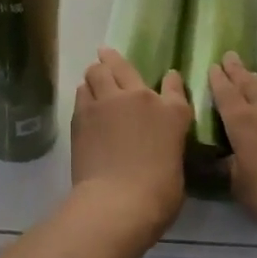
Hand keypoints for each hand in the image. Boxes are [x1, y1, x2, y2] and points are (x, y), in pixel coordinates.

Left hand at [71, 47, 192, 235]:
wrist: (118, 200)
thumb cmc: (158, 194)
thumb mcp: (174, 165)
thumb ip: (166, 143)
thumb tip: (156, 142)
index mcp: (172, 113)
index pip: (174, 86)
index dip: (171, 81)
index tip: (169, 77)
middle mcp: (140, 97)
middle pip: (122, 66)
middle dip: (114, 60)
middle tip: (106, 56)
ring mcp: (108, 102)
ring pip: (96, 71)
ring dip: (96, 74)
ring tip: (93, 79)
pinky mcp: (83, 113)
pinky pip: (82, 92)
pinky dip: (84, 93)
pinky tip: (85, 101)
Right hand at [209, 52, 256, 243]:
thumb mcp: (241, 187)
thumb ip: (232, 167)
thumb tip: (227, 158)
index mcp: (240, 125)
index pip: (224, 95)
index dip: (217, 80)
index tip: (212, 66)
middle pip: (247, 85)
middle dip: (236, 71)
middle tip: (229, 57)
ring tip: (251, 70)